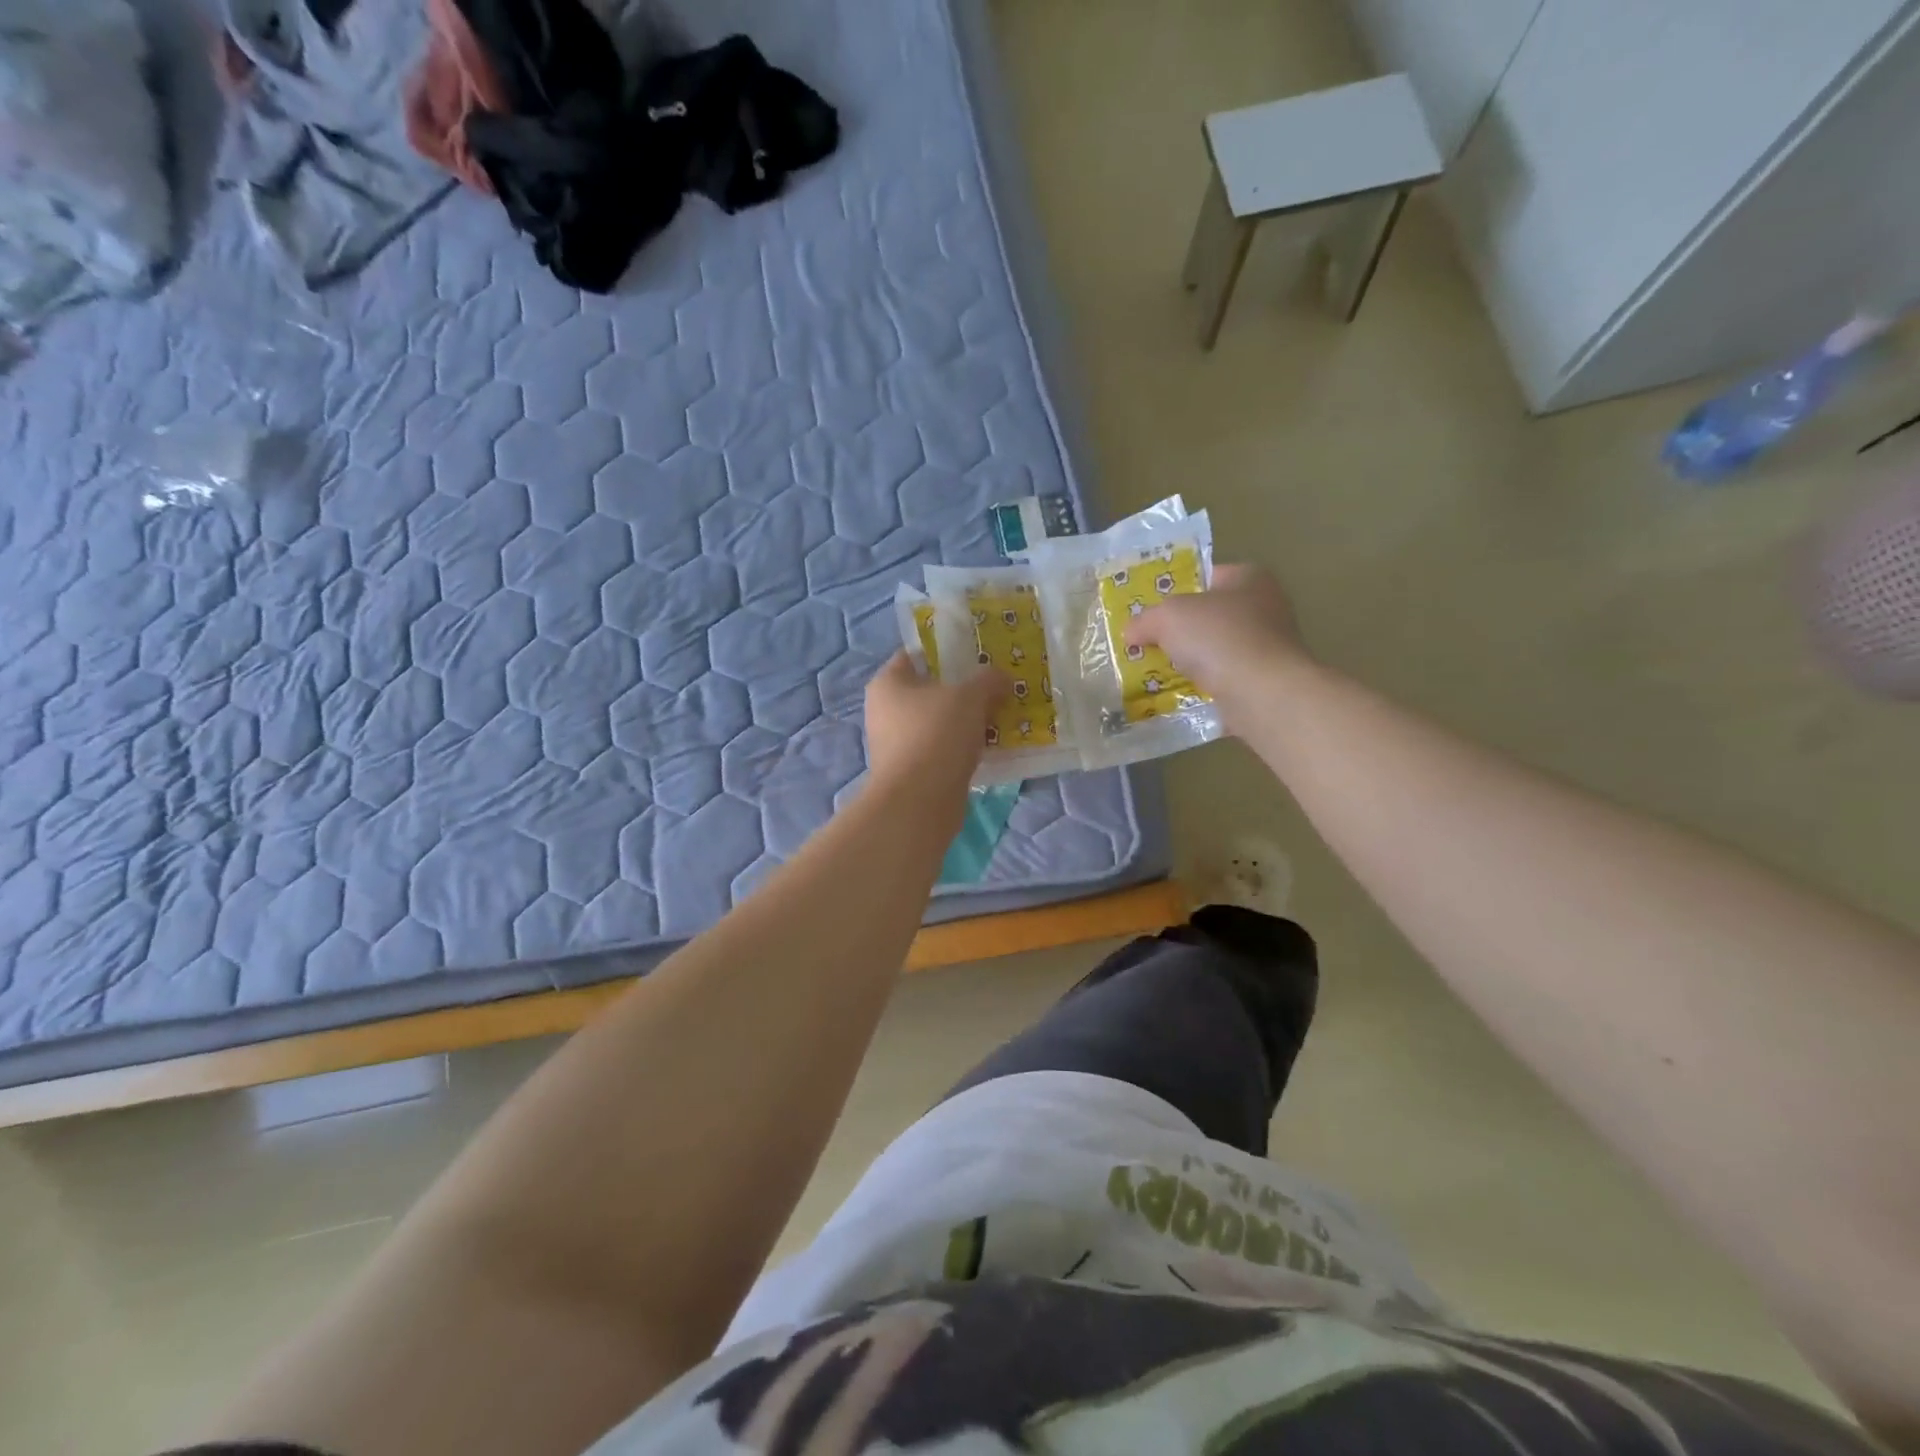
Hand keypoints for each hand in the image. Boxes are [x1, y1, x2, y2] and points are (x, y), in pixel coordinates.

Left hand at [863, 652, 1009, 794]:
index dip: (946, 652)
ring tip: (998, 719)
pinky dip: (962, 749)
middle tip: (995, 688)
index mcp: (888, 683)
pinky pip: (941, 750)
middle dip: (962, 690)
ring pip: (938, 723)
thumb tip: (1003, 678)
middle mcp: (885, 711)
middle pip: (929, 691)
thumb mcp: (970, 696)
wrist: (920, 801)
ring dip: (965, 722)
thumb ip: (989, 680)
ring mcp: (896, 744)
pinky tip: (988, 749)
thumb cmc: (937, 734)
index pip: (915, 655)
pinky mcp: (910, 772)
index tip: (977, 656)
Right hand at [1127, 565, 1309, 724]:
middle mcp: (1265, 607)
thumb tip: (1131, 632)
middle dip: (1179, 630)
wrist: (1262, 693)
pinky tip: (1179, 694)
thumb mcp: (1168, 617)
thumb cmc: (1218, 637)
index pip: (1206, 576)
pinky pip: (1223, 678)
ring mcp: (1268, 646)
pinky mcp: (1265, 680)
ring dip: (1190, 661)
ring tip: (1155, 672)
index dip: (1176, 590)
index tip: (1150, 610)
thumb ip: (1145, 620)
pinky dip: (1203, 686)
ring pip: (1215, 650)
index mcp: (1248, 577)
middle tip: (1147, 642)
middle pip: (1209, 615)